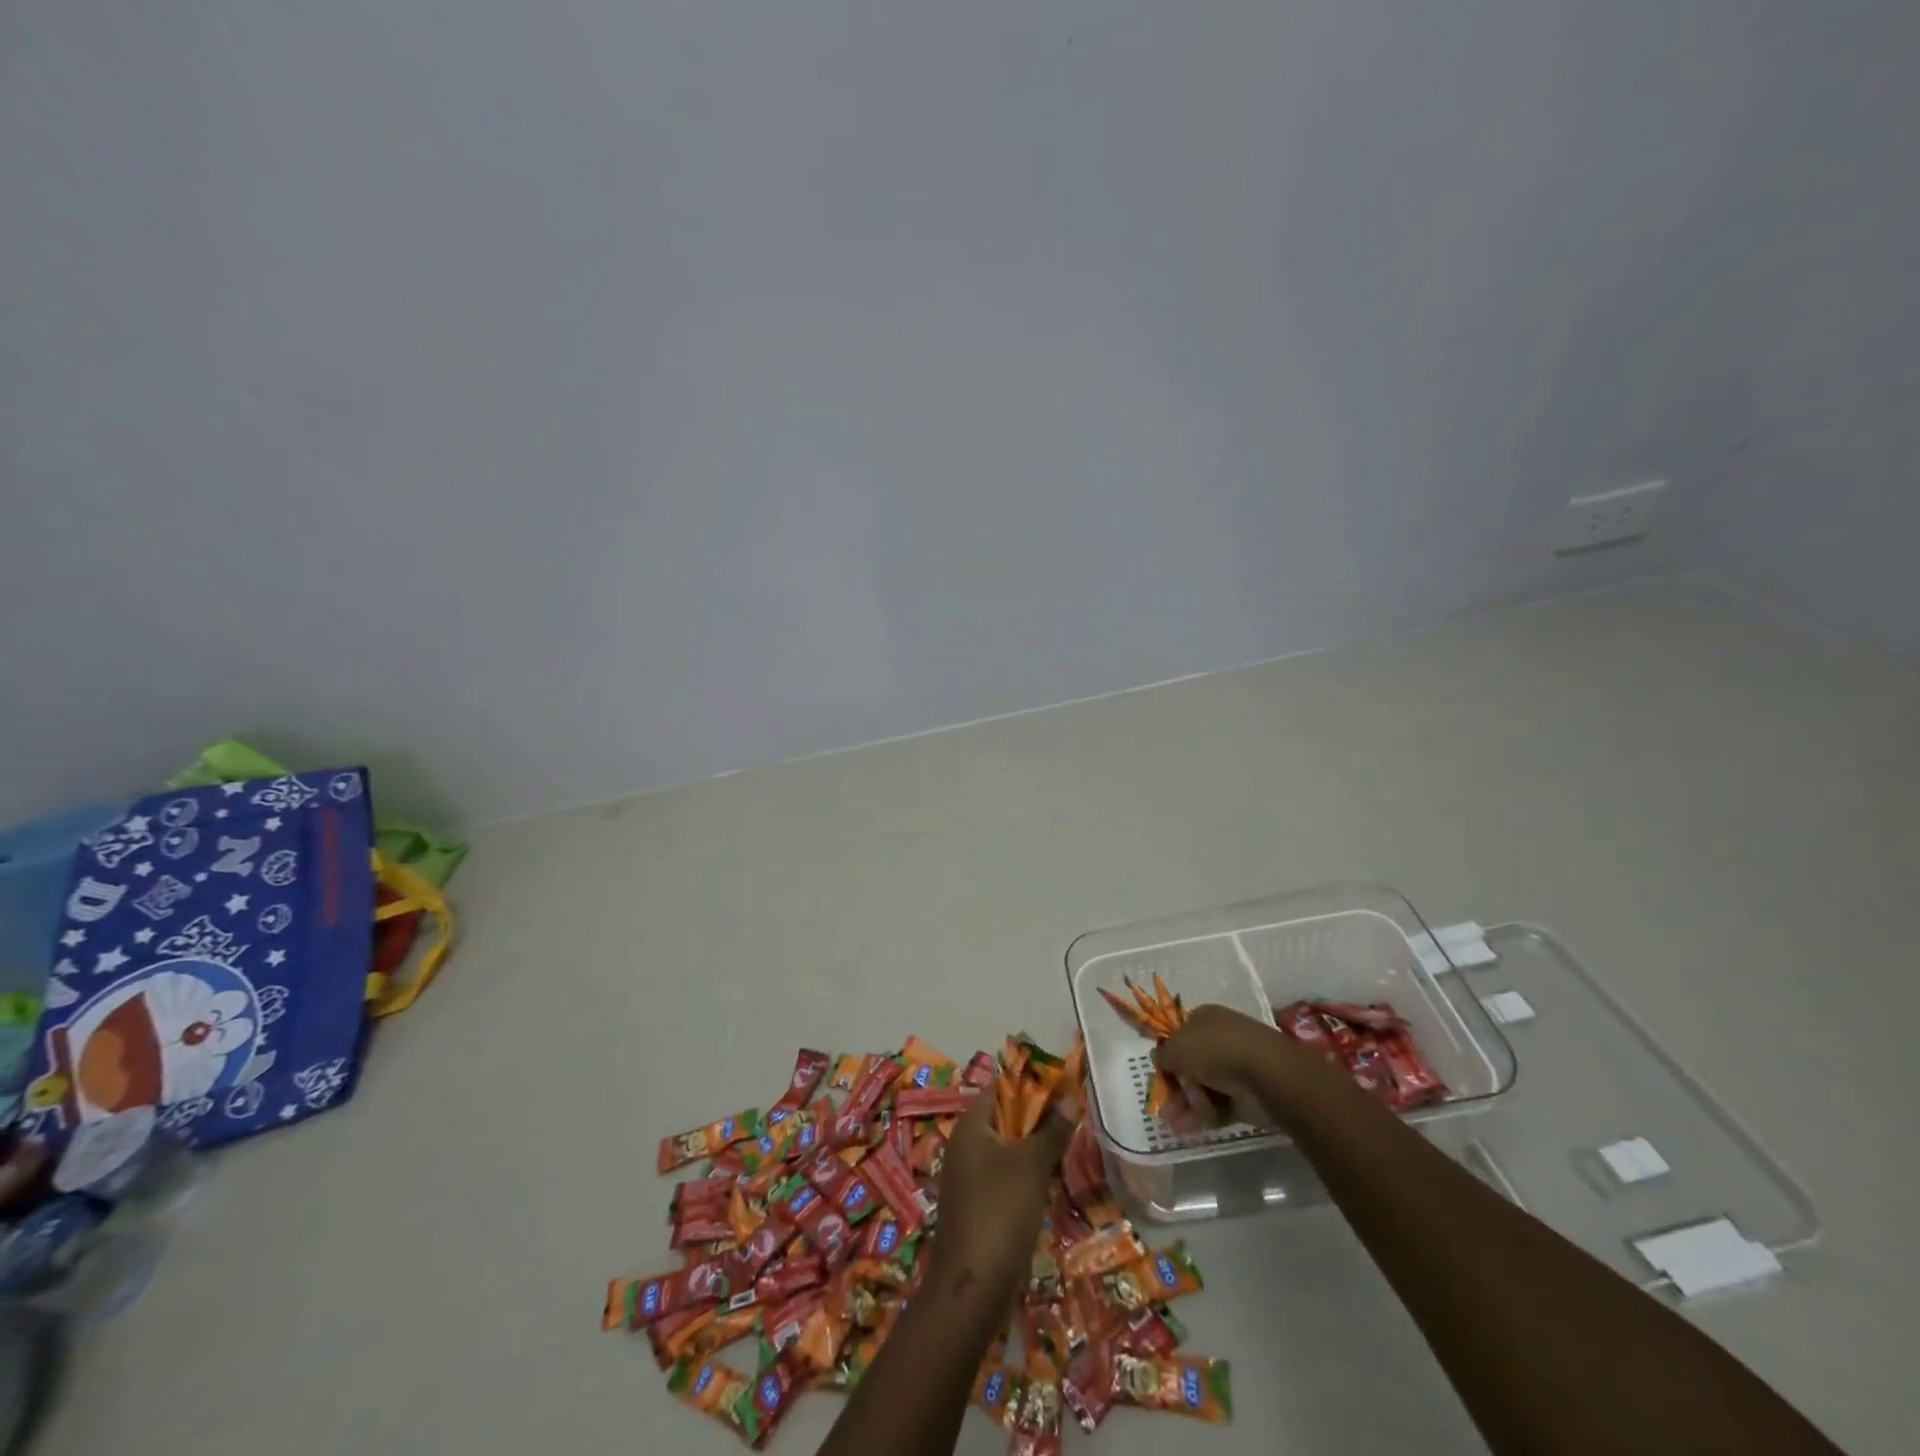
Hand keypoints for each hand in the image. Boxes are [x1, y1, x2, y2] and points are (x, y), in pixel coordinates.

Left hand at [928, 1092, 1070, 1298]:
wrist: (971, 1289)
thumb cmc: (1000, 1212)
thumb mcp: (1031, 1166)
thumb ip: (1051, 1130)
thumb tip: (1070, 1098)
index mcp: (970, 1127)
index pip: (999, 1089)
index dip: (1030, 1086)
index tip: (1063, 1089)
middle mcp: (964, 1146)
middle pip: (1003, 1119)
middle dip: (1036, 1119)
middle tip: (1072, 1121)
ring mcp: (968, 1179)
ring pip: (1005, 1150)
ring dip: (1033, 1149)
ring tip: (1067, 1150)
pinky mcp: (976, 1207)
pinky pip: (1003, 1178)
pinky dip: (1025, 1176)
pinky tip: (1049, 1186)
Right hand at [1153, 1003, 1326, 1125]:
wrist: (1265, 1074)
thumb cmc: (1215, 1050)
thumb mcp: (1178, 1048)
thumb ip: (1164, 1054)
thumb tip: (1158, 1058)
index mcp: (1204, 1019)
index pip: (1180, 1035)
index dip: (1168, 1055)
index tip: (1160, 1074)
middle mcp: (1219, 1039)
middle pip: (1190, 1064)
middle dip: (1175, 1086)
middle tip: (1164, 1105)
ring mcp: (1233, 1067)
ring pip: (1202, 1087)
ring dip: (1185, 1105)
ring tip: (1173, 1123)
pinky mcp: (1245, 1094)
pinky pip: (1217, 1105)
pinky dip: (1202, 1116)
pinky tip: (1188, 1128)